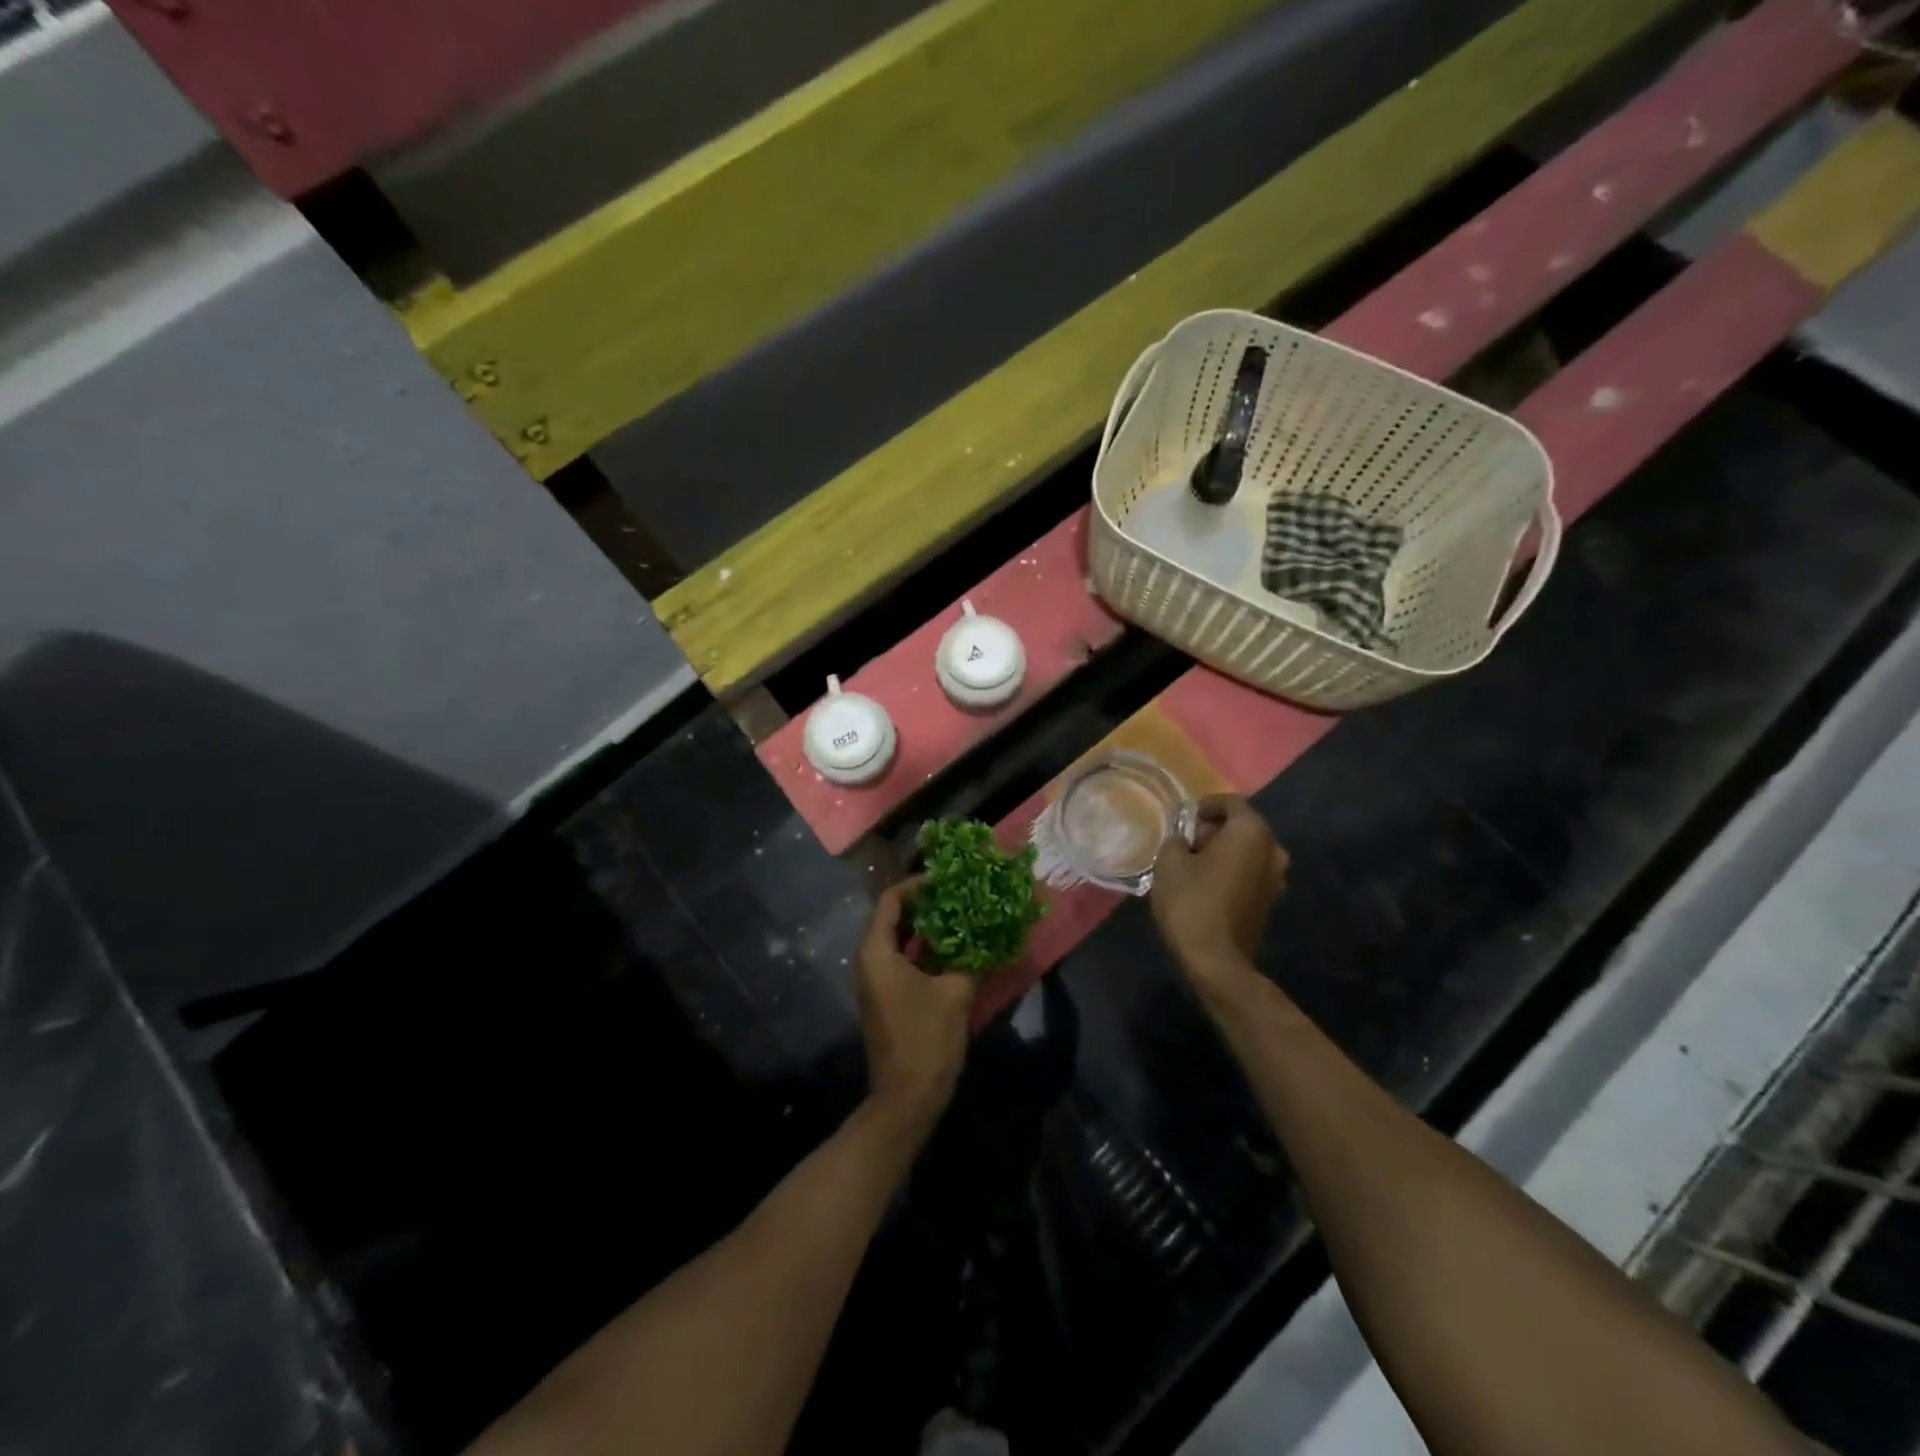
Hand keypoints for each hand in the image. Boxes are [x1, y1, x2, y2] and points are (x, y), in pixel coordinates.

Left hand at [856, 878, 976, 1136]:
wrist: (906, 1097)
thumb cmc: (927, 1039)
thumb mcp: (956, 993)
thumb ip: (972, 958)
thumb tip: (992, 934)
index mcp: (876, 952)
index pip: (891, 900)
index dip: (917, 884)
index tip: (947, 877)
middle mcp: (868, 960)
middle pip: (893, 917)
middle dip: (925, 904)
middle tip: (959, 893)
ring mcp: (874, 980)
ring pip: (898, 939)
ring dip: (926, 927)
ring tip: (961, 914)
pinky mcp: (884, 996)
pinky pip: (900, 959)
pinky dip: (923, 949)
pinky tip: (954, 948)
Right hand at [1151, 795, 1287, 986]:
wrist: (1215, 959)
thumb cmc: (1191, 901)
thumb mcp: (1169, 861)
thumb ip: (1177, 839)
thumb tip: (1185, 840)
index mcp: (1251, 832)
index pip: (1230, 802)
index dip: (1205, 805)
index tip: (1183, 818)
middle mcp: (1273, 849)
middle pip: (1242, 826)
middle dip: (1214, 829)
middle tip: (1185, 842)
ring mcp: (1276, 878)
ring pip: (1247, 851)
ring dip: (1223, 851)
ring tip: (1193, 864)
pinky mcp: (1270, 900)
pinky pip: (1249, 872)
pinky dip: (1230, 870)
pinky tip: (1206, 884)